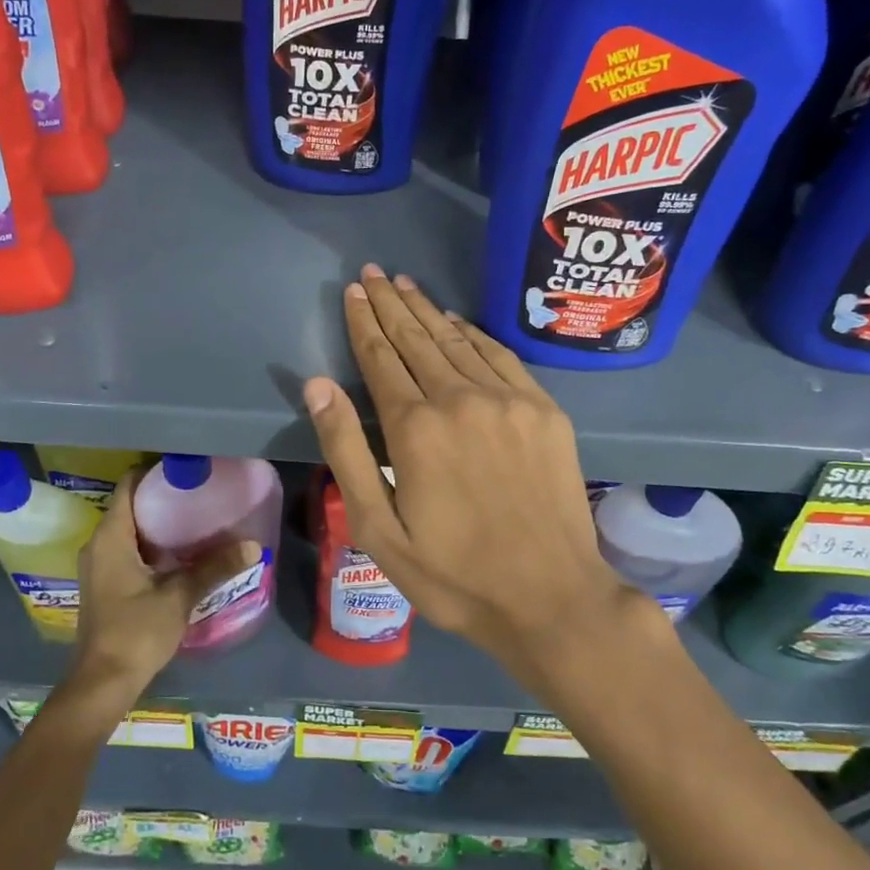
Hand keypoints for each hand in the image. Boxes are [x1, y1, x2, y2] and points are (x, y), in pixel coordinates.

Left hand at [65, 473, 255, 711]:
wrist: (103, 682)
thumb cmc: (136, 632)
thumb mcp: (179, 596)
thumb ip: (214, 567)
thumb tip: (253, 545)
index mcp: (110, 537)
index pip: (128, 485)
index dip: (155, 472)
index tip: (187, 469)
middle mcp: (99, 544)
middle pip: (130, 505)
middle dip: (163, 497)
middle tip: (200, 491)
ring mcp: (100, 565)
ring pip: (130, 529)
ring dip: (159, 522)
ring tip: (197, 516)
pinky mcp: (106, 583)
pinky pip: (129, 548)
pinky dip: (152, 543)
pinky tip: (181, 551)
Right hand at [302, 264, 646, 693]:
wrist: (552, 598)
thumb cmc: (453, 575)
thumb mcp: (378, 529)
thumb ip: (347, 451)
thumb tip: (317, 384)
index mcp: (415, 428)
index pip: (380, 358)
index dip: (364, 322)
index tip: (353, 291)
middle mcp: (461, 399)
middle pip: (417, 339)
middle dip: (391, 304)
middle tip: (374, 272)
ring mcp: (508, 400)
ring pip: (457, 341)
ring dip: (428, 310)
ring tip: (405, 284)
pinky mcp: (544, 410)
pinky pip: (501, 356)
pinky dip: (474, 334)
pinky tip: (458, 321)